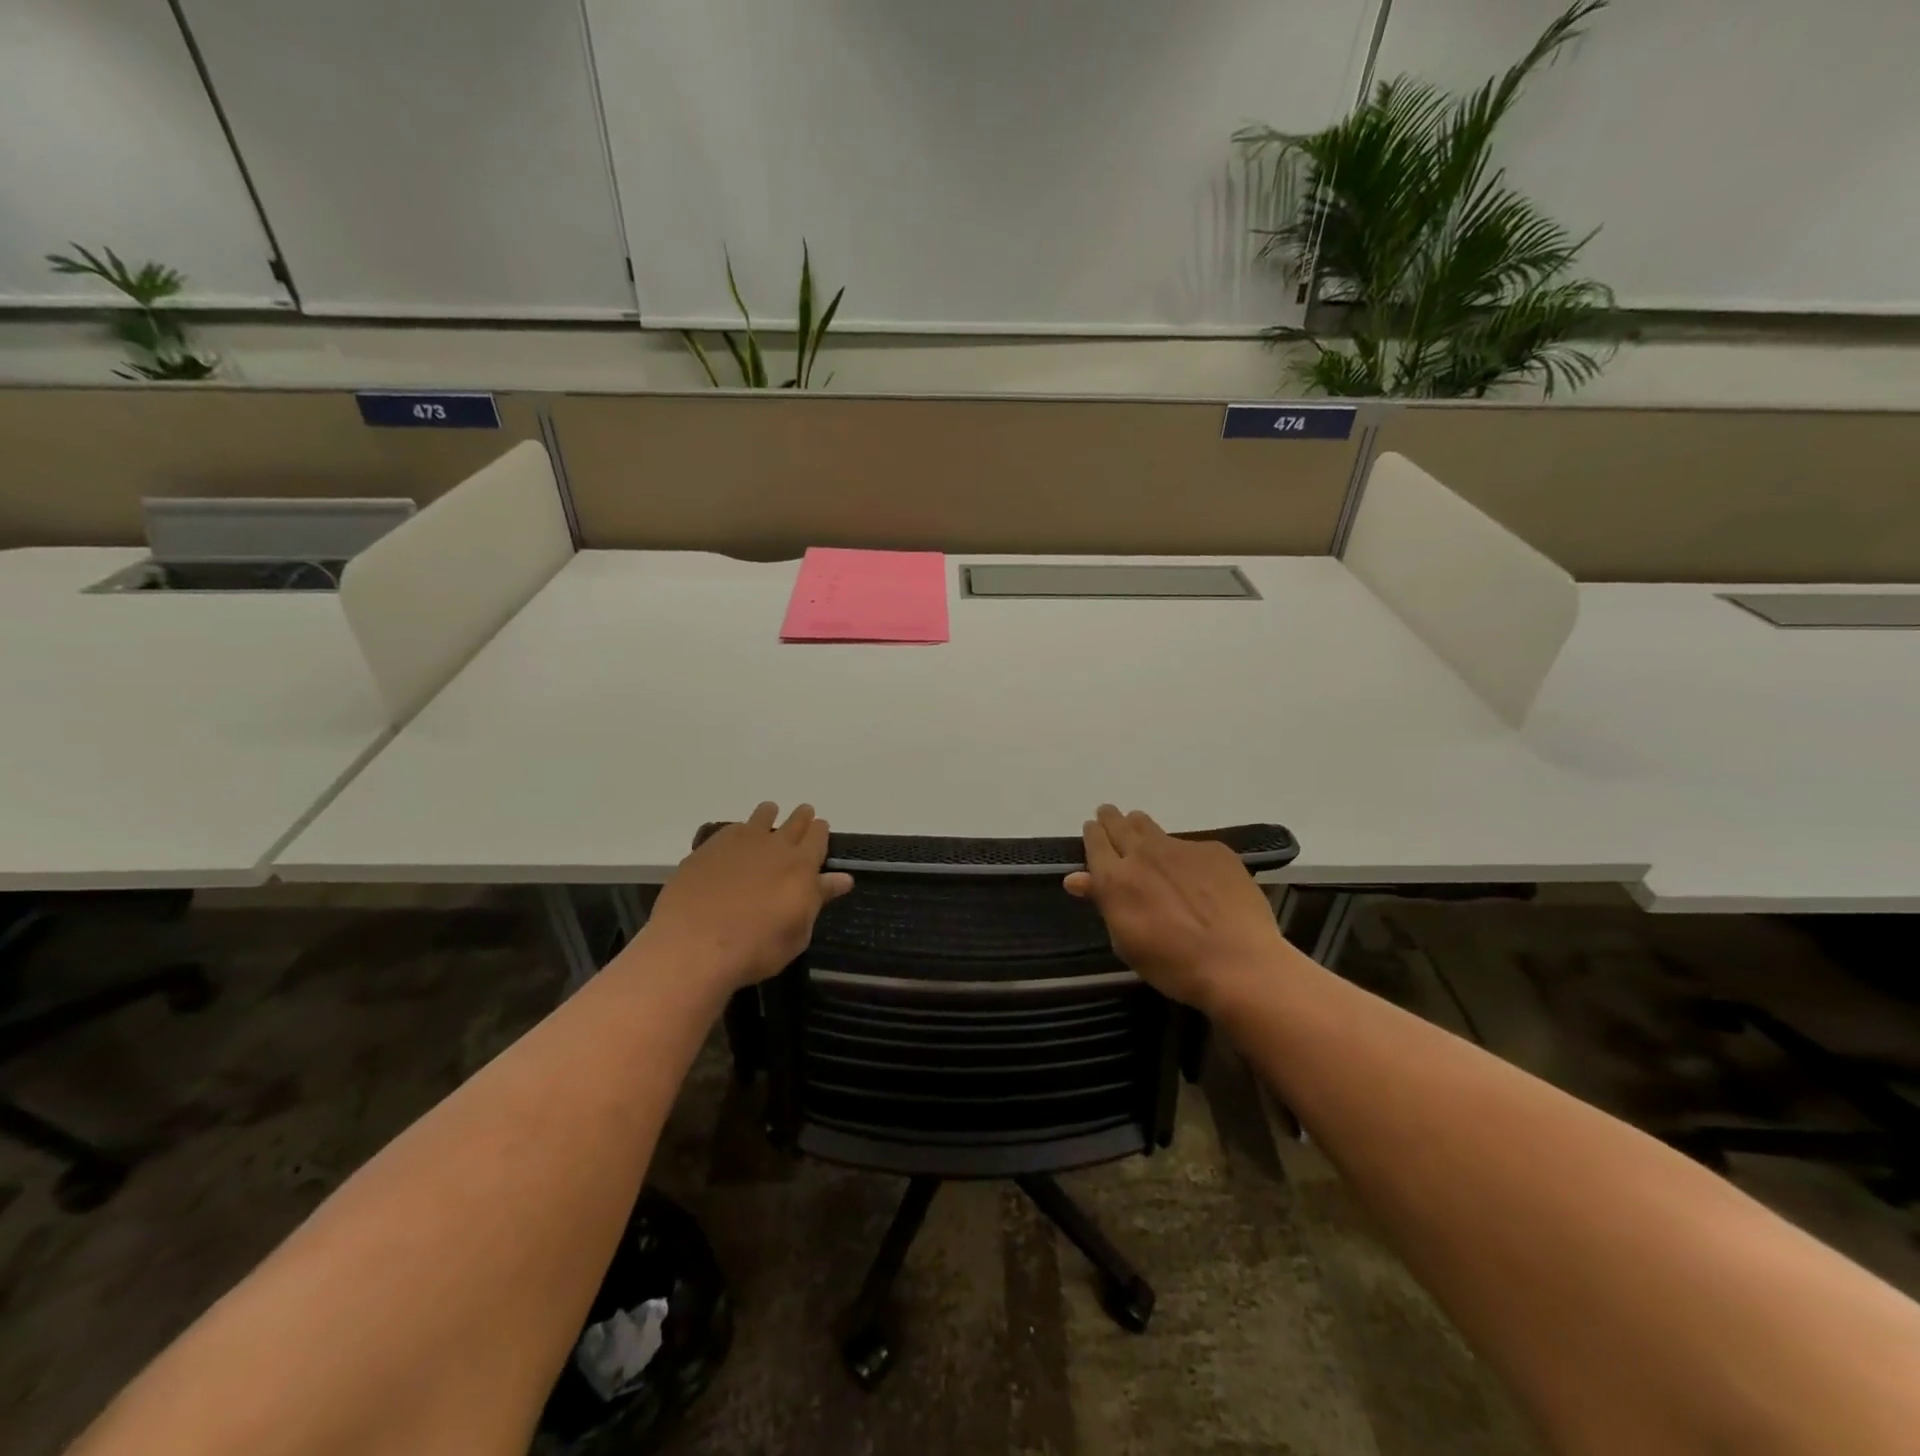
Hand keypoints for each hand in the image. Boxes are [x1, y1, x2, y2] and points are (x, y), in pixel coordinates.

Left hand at [638, 803, 853, 994]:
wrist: (695, 945)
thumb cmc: (756, 948)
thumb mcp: (798, 933)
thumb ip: (818, 899)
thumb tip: (843, 879)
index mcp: (801, 866)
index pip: (818, 837)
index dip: (820, 830)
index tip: (820, 827)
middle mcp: (774, 846)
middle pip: (793, 822)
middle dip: (801, 817)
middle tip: (803, 814)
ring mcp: (739, 843)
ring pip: (761, 817)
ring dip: (769, 815)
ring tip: (769, 813)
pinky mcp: (709, 849)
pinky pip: (731, 829)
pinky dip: (738, 830)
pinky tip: (735, 837)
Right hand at [1064, 805, 1287, 1013]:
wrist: (1239, 963)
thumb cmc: (1173, 965)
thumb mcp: (1126, 942)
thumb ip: (1103, 902)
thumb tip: (1077, 878)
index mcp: (1114, 879)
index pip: (1095, 842)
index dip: (1092, 833)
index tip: (1093, 829)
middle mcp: (1142, 854)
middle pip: (1119, 825)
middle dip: (1111, 819)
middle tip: (1108, 815)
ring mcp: (1179, 847)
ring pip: (1150, 826)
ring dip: (1140, 826)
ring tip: (1140, 830)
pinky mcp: (1213, 850)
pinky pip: (1188, 845)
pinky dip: (1182, 853)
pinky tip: (1194, 872)